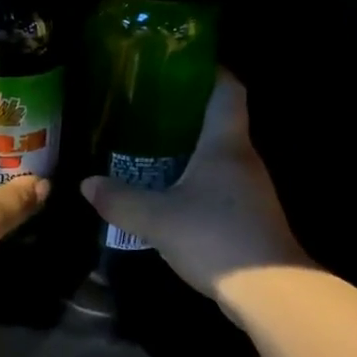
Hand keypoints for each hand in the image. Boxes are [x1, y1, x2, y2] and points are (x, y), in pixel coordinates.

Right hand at [81, 71, 308, 299]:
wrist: (270, 292)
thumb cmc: (215, 237)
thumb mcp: (157, 218)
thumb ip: (120, 200)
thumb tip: (87, 184)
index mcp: (225, 143)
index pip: (227, 89)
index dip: (209, 70)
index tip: (179, 64)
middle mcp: (244, 158)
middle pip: (220, 121)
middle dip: (186, 112)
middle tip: (146, 110)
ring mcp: (252, 189)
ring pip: (219, 156)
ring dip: (190, 150)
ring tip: (151, 149)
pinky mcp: (251, 216)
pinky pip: (221, 184)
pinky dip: (197, 180)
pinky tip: (171, 193)